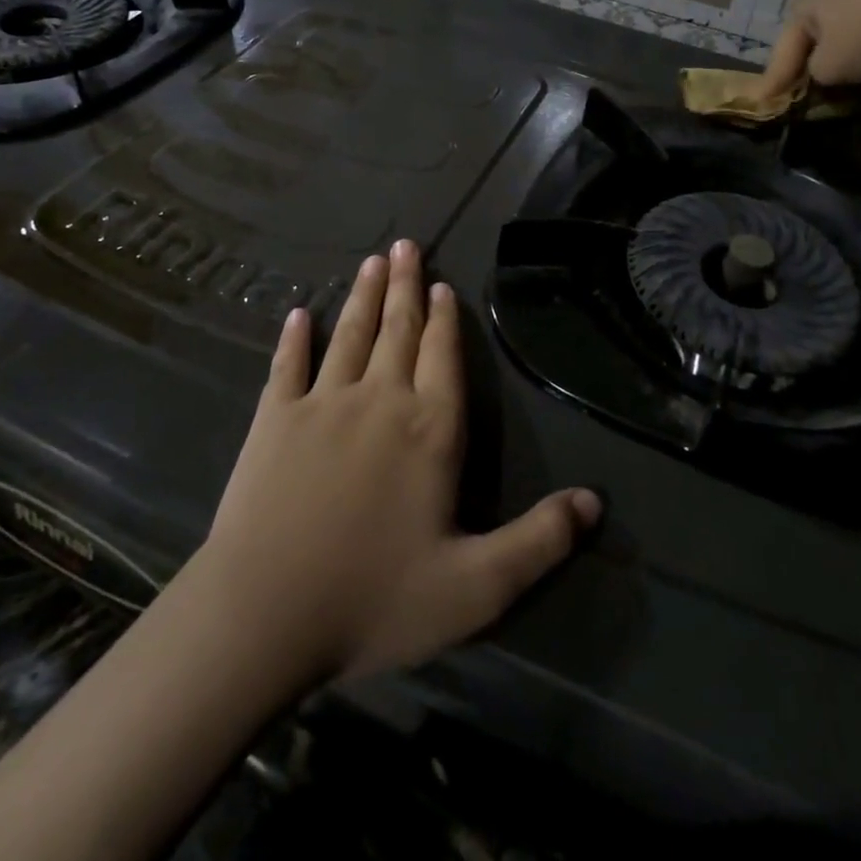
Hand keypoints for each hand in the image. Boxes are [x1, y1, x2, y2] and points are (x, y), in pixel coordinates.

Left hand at [200, 240, 600, 682]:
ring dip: (363, 297)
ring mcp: (322, 404)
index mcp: (430, 430)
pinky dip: (294, 339)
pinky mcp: (273, 420)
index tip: (442, 285)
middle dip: (405, 286)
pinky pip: (287, 366)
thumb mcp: (475, 588)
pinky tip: (298, 315)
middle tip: (405, 245)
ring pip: (349, 335)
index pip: (443, 358)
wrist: (263, 615)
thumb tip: (596, 502)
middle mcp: (379, 401)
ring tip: (371, 261)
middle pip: (398, 331)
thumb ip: (538, 542)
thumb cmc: (373, 600)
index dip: (445, 320)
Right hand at [757, 0, 860, 99]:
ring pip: (836, 52)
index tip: (760, 106)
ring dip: (834, 77)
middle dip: (804, 80)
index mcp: (800, 12)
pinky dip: (859, 69)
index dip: (771, 85)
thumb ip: (811, 82)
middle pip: (807, 53)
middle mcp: (823, 5)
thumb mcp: (827, 69)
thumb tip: (816, 85)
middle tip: (797, 106)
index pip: (779, 57)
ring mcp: (857, 8)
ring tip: (832, 102)